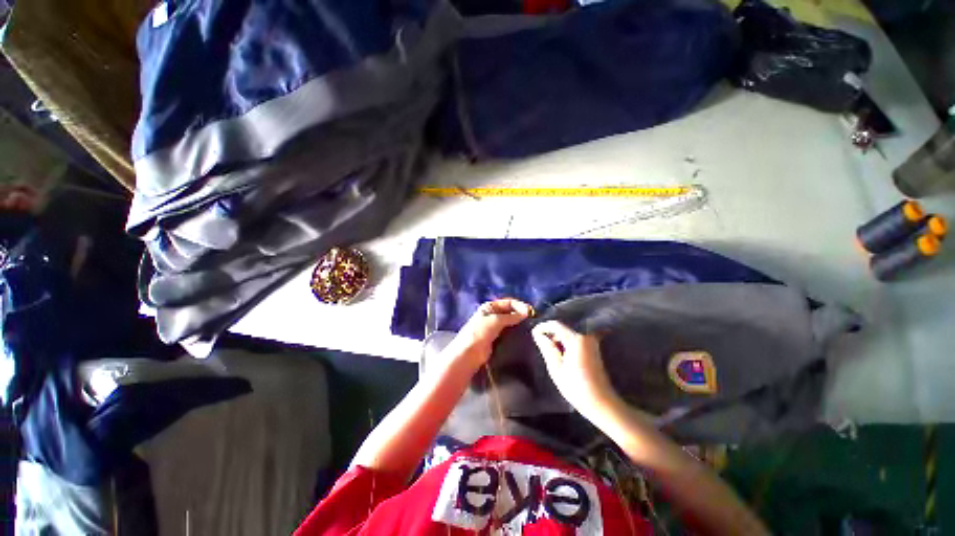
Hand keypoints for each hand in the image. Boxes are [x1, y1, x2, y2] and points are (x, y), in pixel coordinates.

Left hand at [452, 298, 533, 365]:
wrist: (469, 353)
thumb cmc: (480, 332)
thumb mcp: (496, 320)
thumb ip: (511, 316)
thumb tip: (526, 312)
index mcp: (489, 307)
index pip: (508, 302)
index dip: (519, 305)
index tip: (530, 312)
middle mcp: (492, 315)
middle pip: (509, 312)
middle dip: (520, 314)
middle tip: (532, 320)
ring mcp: (494, 328)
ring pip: (510, 323)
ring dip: (519, 324)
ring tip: (530, 328)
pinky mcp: (496, 339)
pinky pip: (508, 333)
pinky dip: (515, 333)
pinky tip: (523, 336)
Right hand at [532, 321, 618, 419]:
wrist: (601, 403)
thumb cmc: (576, 387)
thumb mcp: (556, 368)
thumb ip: (547, 348)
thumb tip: (538, 334)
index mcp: (576, 339)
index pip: (555, 325)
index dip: (543, 327)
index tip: (533, 333)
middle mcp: (586, 336)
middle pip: (563, 328)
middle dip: (550, 333)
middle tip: (540, 343)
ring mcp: (592, 342)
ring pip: (569, 334)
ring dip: (558, 339)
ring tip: (549, 350)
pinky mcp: (594, 348)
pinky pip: (576, 339)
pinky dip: (567, 343)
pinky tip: (561, 353)